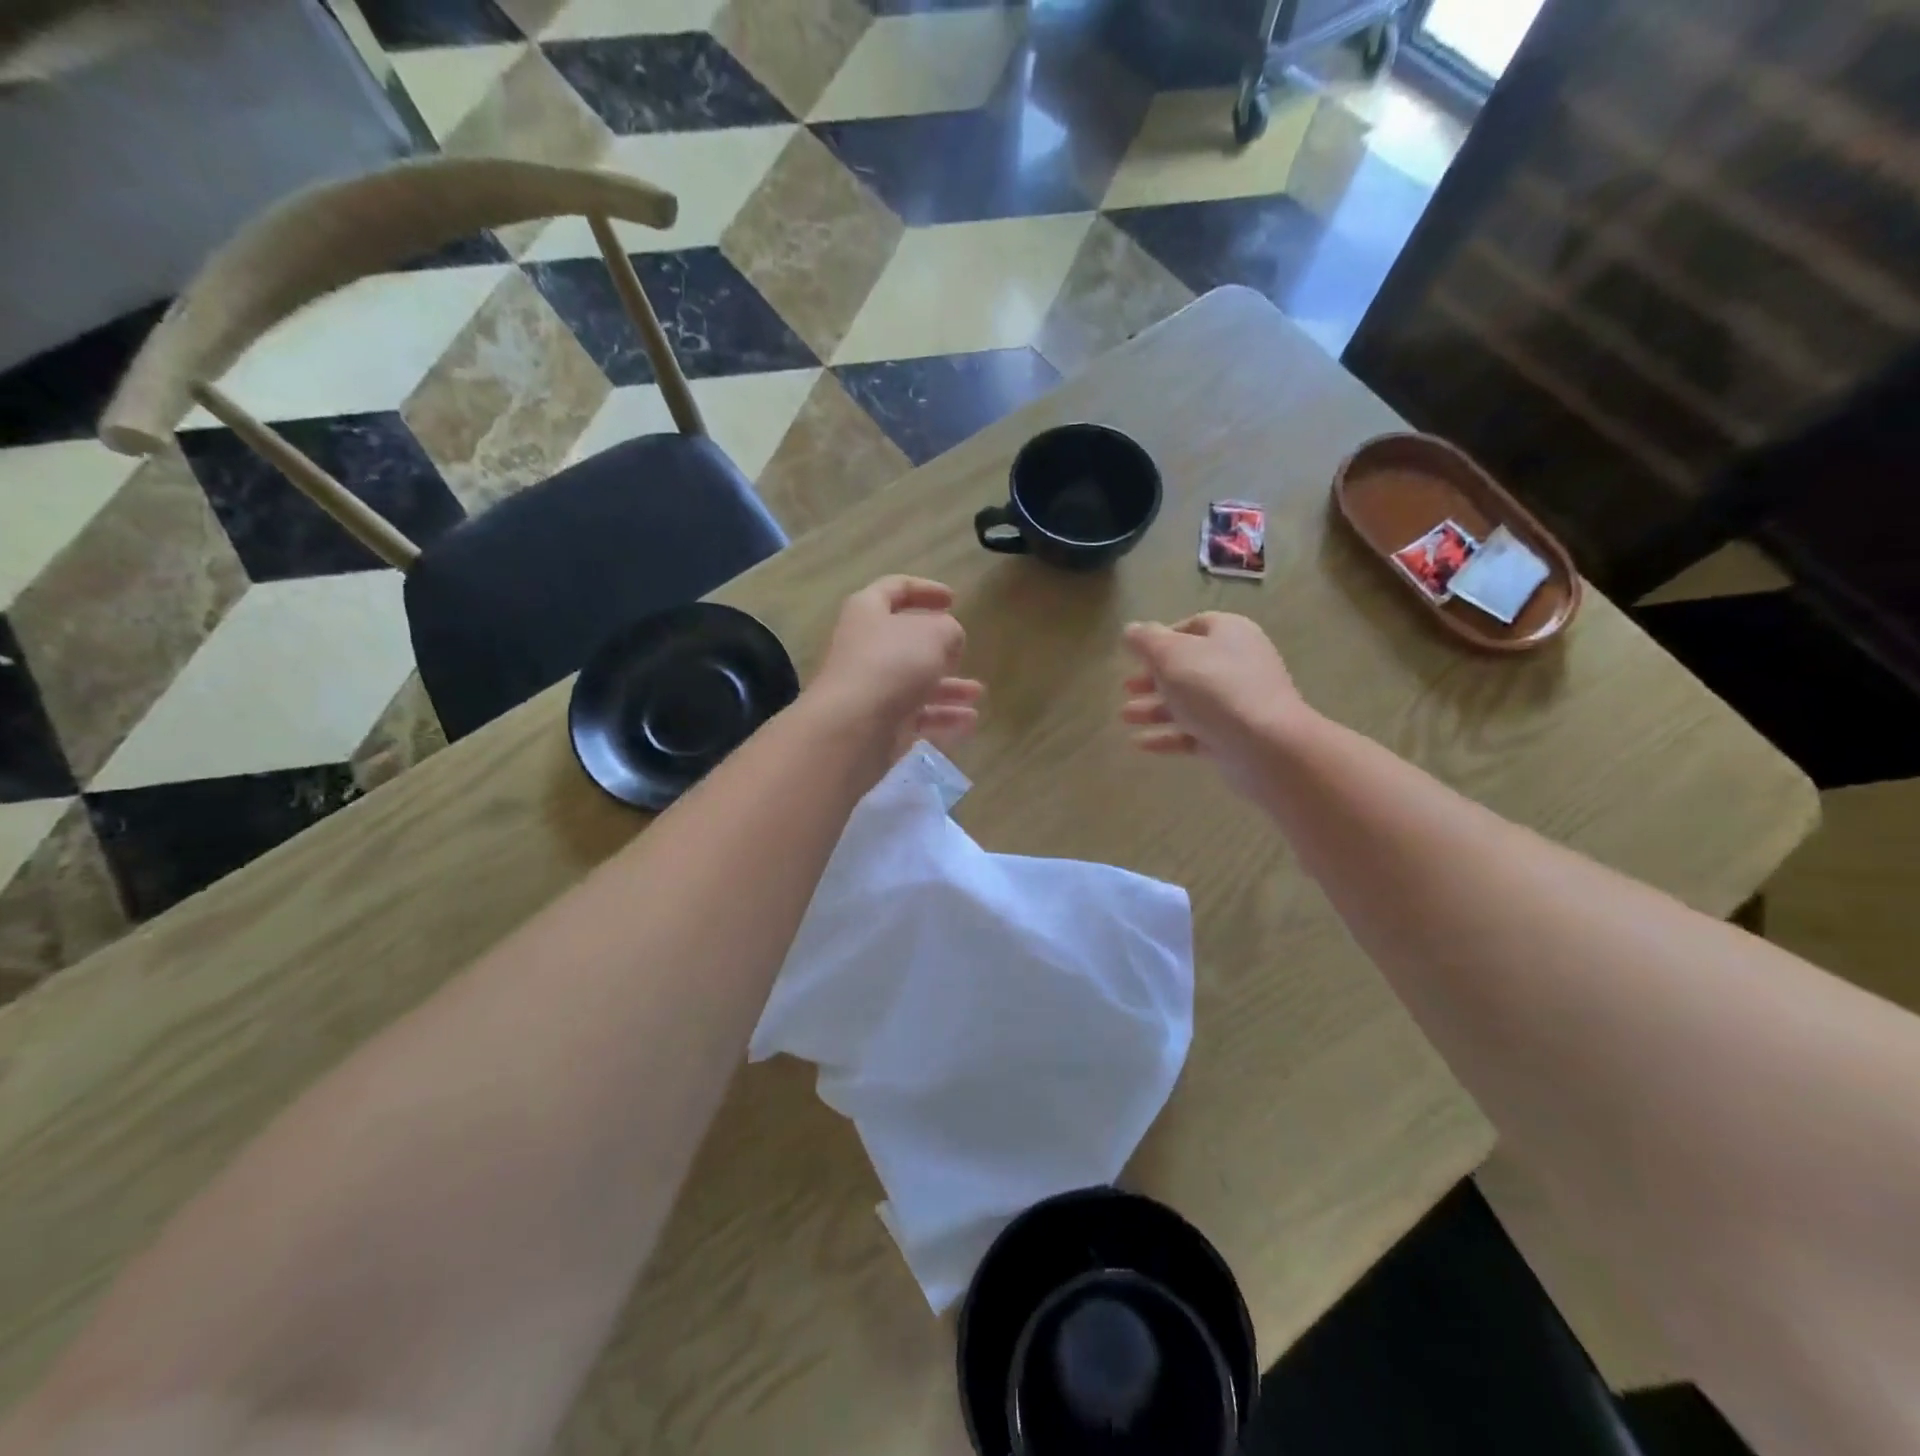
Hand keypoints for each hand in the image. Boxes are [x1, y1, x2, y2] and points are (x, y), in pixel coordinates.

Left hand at [809, 576, 983, 750]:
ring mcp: (872, 687)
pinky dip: (942, 717)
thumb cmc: (893, 664)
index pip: (895, 588)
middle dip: (940, 649)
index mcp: (868, 612)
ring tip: (977, 693)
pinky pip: (916, 715)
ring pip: (915, 682)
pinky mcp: (880, 722)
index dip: (925, 589)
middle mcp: (866, 647)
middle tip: (962, 651)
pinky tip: (969, 721)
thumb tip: (948, 641)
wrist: (854, 726)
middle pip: (906, 642)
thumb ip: (950, 630)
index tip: (953, 599)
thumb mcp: (935, 633)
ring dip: (949, 687)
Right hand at [1119, 613, 1312, 792]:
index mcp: (1229, 634)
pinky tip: (1140, 744)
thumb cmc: (1214, 688)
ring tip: (1125, 717)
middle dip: (1154, 678)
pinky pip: (1195, 732)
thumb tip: (1131, 630)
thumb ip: (1146, 641)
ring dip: (1155, 708)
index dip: (1162, 638)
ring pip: (1189, 702)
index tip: (1136, 655)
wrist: (1266, 746)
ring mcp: (1238, 703)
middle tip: (1127, 688)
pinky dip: (1168, 736)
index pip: (1194, 627)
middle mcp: (1238, 664)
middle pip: (1188, 667)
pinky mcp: (1234, 738)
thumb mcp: (1170, 655)